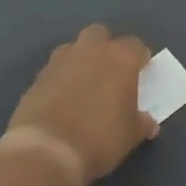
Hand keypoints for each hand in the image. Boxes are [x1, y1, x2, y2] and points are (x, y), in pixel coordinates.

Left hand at [7, 24, 156, 185]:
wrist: (46, 151)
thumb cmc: (99, 138)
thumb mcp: (131, 135)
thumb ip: (142, 123)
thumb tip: (149, 123)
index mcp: (120, 58)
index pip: (136, 46)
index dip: (140, 59)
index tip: (141, 74)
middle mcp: (91, 50)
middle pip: (100, 34)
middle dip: (106, 48)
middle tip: (110, 74)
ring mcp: (60, 61)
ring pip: (73, 48)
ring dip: (80, 60)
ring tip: (84, 86)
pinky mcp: (37, 77)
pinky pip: (54, 69)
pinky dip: (60, 79)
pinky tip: (62, 100)